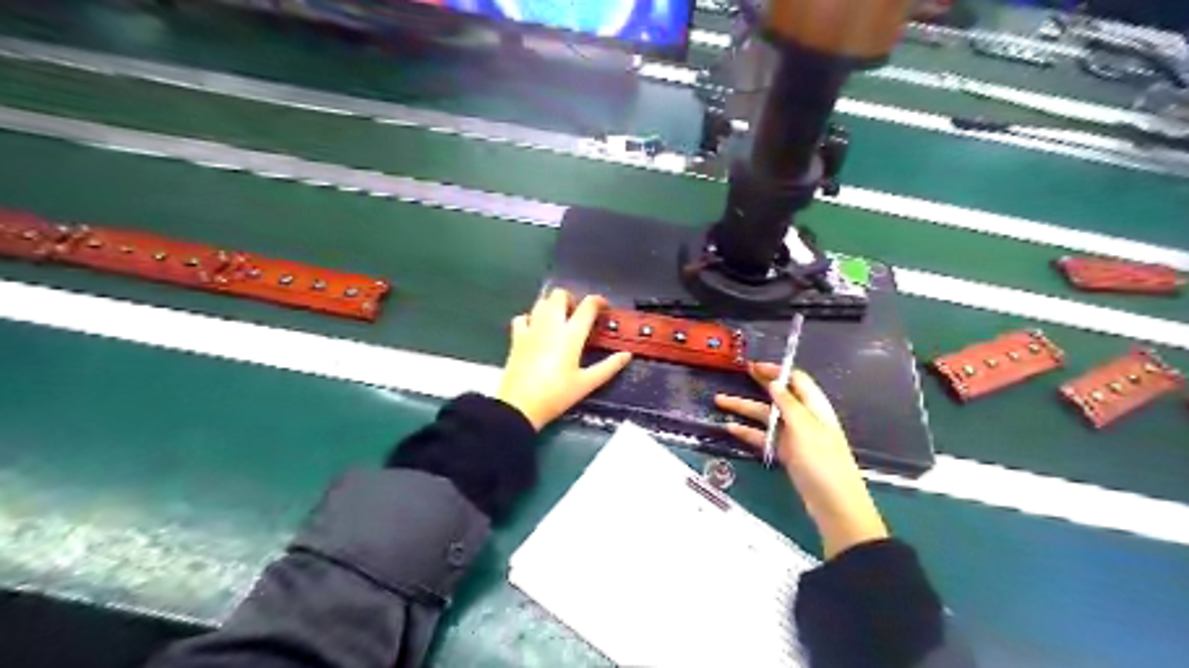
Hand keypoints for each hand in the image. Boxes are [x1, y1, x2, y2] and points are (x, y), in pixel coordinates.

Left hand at [497, 289, 636, 429]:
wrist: (519, 406)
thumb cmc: (556, 395)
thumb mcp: (586, 383)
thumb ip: (608, 367)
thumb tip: (627, 355)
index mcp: (571, 334)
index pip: (587, 306)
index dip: (598, 301)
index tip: (604, 308)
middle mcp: (551, 325)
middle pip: (560, 295)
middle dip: (572, 299)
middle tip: (578, 315)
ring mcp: (531, 329)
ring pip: (542, 302)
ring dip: (553, 305)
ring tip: (560, 321)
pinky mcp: (516, 337)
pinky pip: (523, 317)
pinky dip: (531, 318)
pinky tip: (536, 329)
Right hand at [714, 366, 882, 557]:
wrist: (834, 504)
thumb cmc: (822, 461)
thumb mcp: (804, 427)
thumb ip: (788, 403)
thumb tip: (775, 382)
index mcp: (814, 407)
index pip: (795, 380)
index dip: (775, 370)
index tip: (753, 366)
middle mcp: (804, 418)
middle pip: (777, 396)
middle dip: (756, 385)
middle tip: (736, 375)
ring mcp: (794, 437)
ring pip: (766, 417)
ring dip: (744, 409)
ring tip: (720, 402)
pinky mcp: (786, 454)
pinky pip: (764, 437)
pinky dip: (748, 432)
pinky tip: (730, 428)